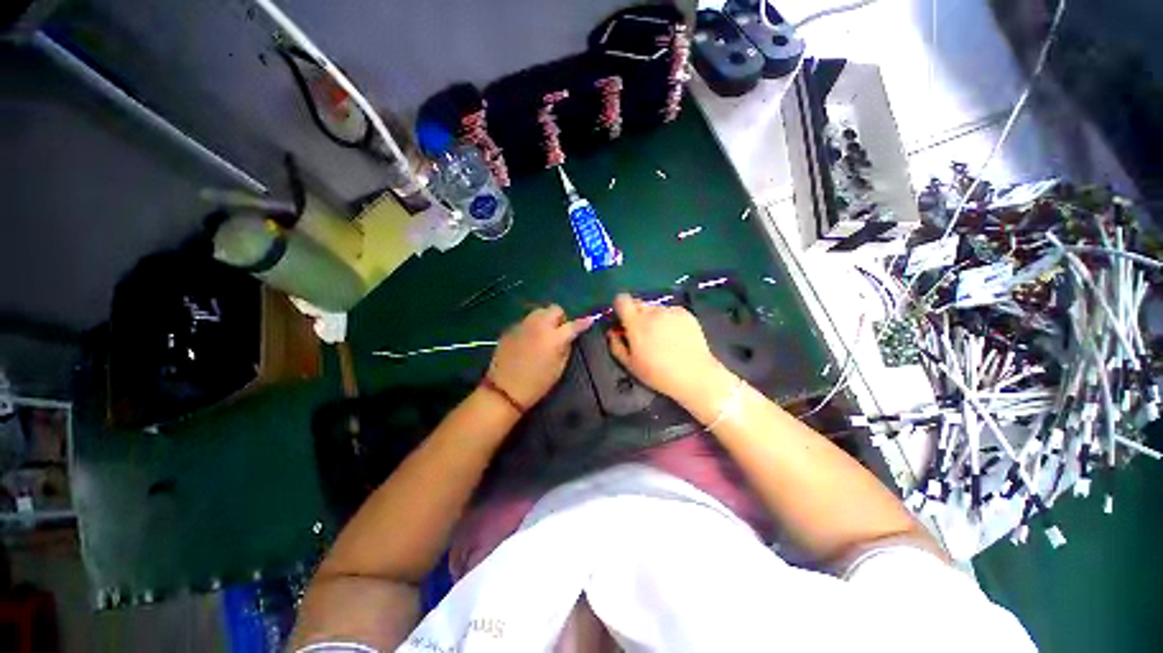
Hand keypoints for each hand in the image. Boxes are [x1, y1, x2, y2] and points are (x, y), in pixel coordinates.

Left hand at [485, 305, 593, 408]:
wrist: (505, 389)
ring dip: (545, 319)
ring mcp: (523, 325)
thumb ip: (566, 348)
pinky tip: (527, 341)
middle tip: (558, 331)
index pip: (573, 325)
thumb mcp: (559, 368)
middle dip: (560, 318)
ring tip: (543, 334)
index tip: (590, 320)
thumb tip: (567, 338)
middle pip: (554, 309)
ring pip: (538, 312)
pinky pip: (525, 322)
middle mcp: (539, 326)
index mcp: (554, 338)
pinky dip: (531, 327)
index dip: (583, 322)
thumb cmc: (537, 383)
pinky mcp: (510, 329)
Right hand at [608, 293, 725, 404]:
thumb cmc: (658, 373)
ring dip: (653, 318)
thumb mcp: (630, 365)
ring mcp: (671, 311)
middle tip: (642, 333)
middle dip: (636, 314)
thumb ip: (616, 345)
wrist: (694, 375)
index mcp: (636, 323)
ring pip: (655, 308)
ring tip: (662, 337)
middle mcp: (653, 312)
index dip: (620, 307)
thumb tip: (612, 332)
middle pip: (638, 303)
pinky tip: (676, 336)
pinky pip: (670, 312)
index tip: (623, 320)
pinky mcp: (686, 314)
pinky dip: (669, 320)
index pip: (621, 299)